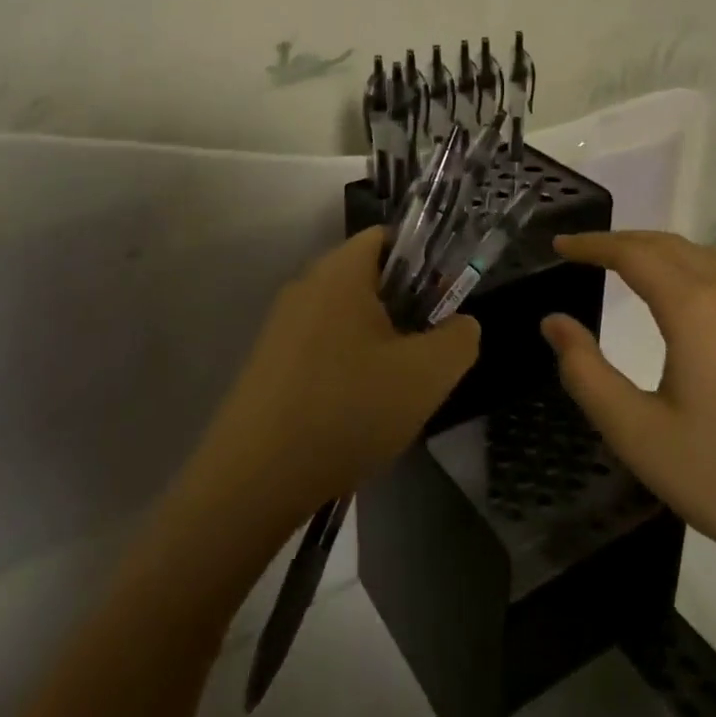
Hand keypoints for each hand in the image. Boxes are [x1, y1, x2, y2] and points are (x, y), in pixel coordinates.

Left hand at [195, 229, 479, 521]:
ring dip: (376, 343)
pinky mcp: (268, 361)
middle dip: (403, 309)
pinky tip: (353, 413)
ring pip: (346, 317)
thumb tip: (461, 325)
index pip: (386, 237)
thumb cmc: (347, 410)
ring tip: (392, 391)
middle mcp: (306, 285)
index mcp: (340, 272)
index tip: (441, 304)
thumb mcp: (426, 376)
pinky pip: (321, 346)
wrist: (254, 478)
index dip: (422, 262)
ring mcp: (281, 324)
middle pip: (368, 278)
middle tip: (424, 354)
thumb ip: (460, 339)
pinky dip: (345, 367)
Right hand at [541, 231, 715, 594]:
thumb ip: (585, 372)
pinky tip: (692, 306)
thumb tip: (554, 323)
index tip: (560, 246)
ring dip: (663, 254)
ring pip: (708, 260)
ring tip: (631, 268)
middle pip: (672, 246)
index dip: (593, 244)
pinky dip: (697, 274)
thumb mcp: (637, 433)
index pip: (633, 254)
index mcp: (696, 309)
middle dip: (625, 241)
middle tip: (587, 252)